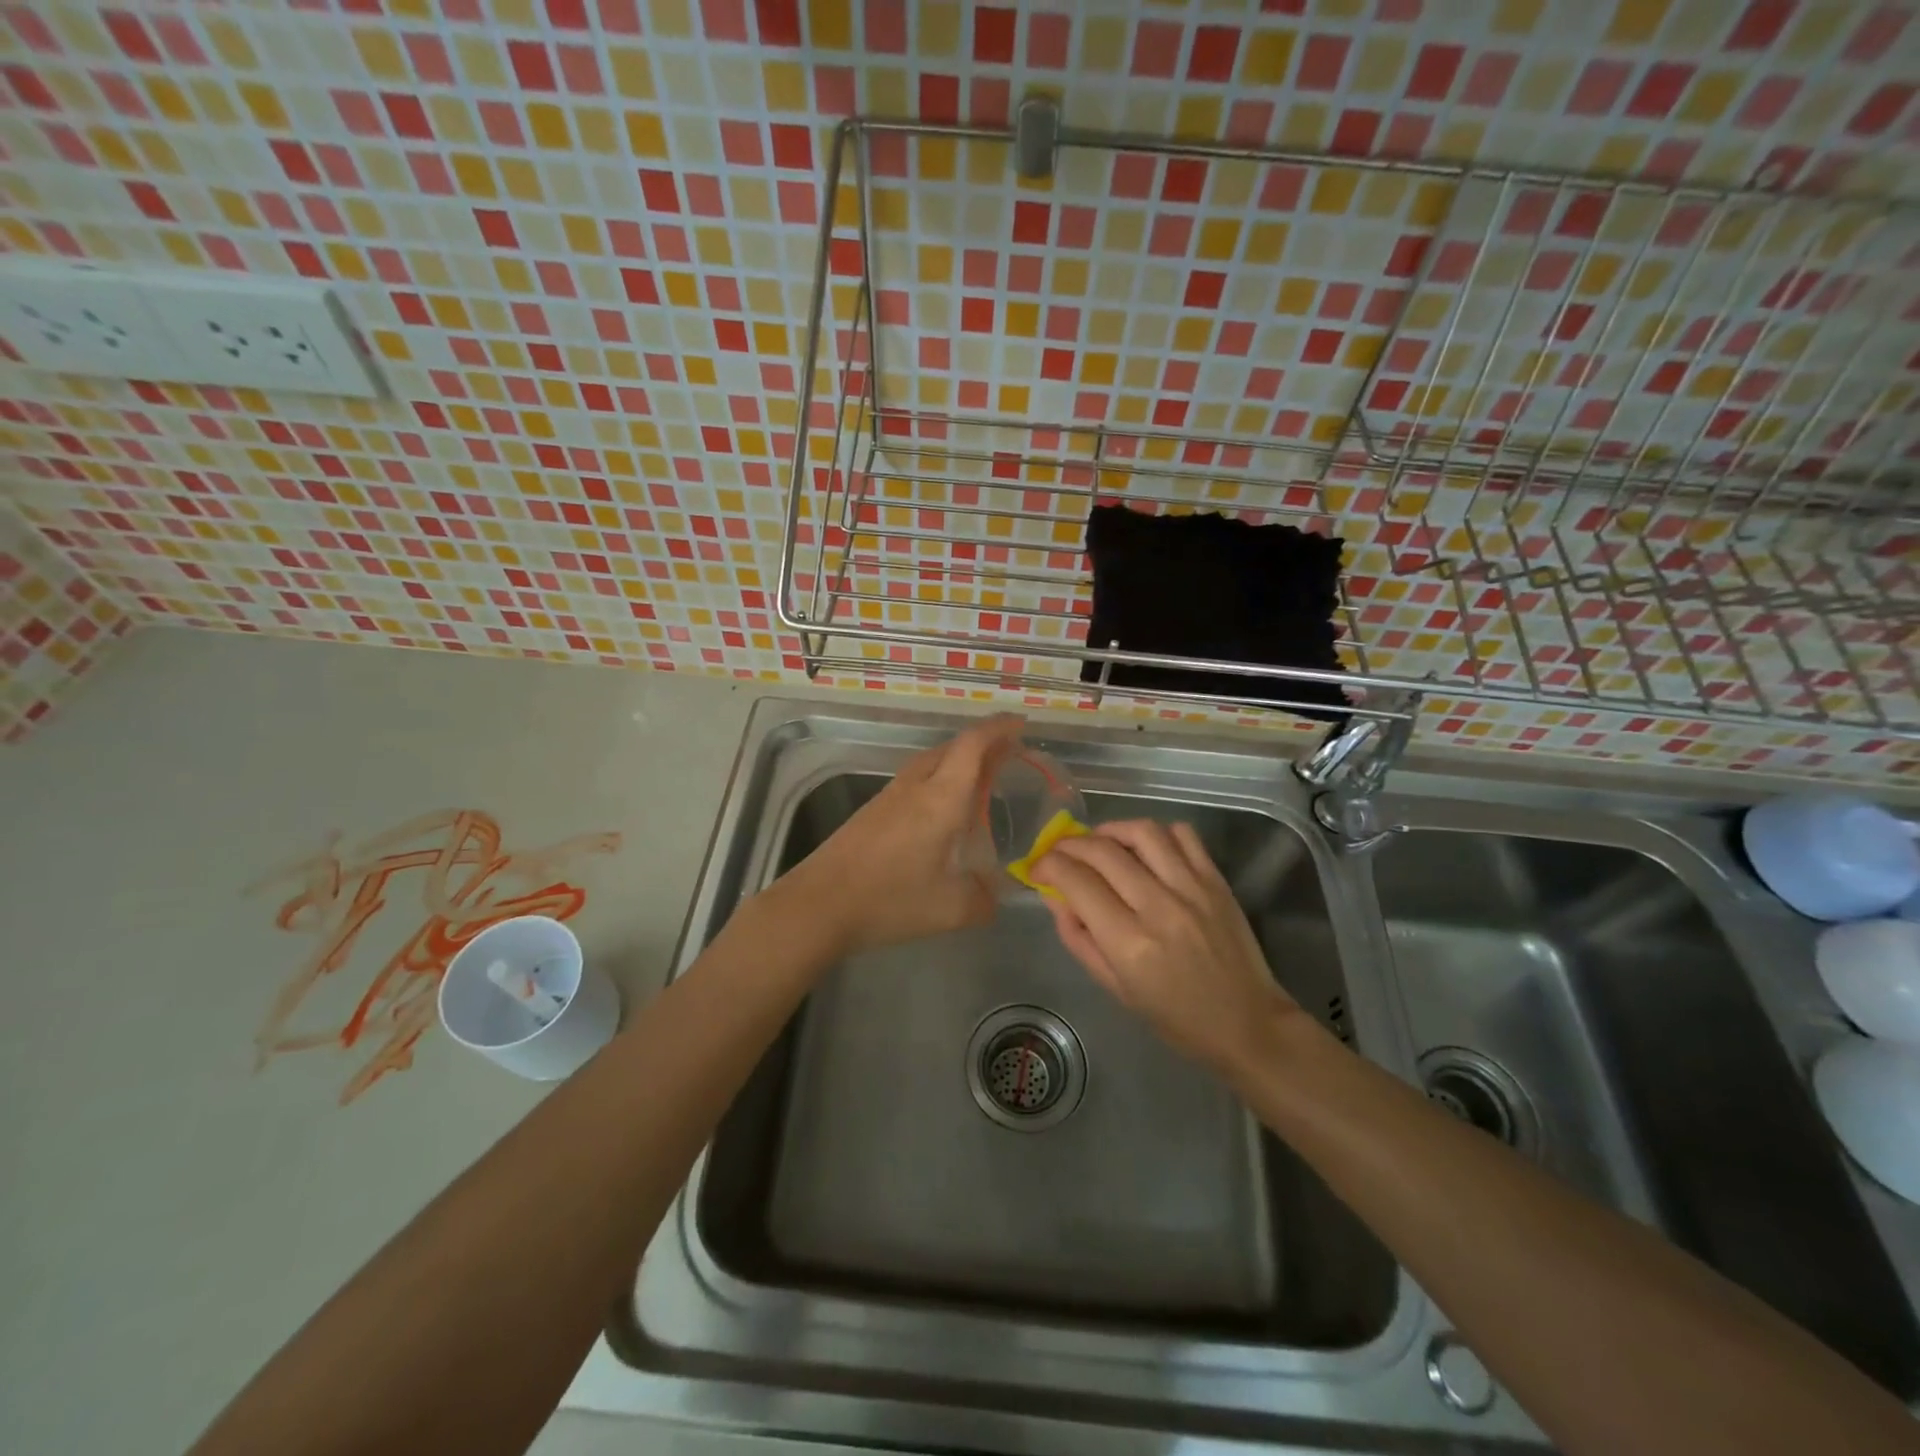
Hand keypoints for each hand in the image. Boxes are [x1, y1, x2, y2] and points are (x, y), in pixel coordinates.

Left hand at [783, 714, 1024, 954]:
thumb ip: (983, 899)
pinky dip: (939, 780)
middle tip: (1010, 754)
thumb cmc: (889, 900)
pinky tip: (942, 809)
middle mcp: (915, 786)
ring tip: (982, 778)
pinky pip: (915, 780)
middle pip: (953, 748)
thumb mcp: (951, 909)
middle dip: (984, 743)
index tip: (1021, 724)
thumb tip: (995, 894)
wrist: (818, 904)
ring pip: (931, 762)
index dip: (999, 728)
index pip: (973, 745)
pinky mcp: (872, 811)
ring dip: (959, 761)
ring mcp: (890, 796)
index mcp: (941, 798)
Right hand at [1035, 819, 1303, 1072]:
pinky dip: (1157, 833)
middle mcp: (1159, 907)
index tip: (1038, 869)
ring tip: (1099, 841)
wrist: (1247, 1023)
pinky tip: (1145, 847)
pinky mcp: (1216, 881)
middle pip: (1102, 851)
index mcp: (1129, 942)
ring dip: (1110, 829)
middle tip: (1059, 852)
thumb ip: (1079, 939)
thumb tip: (1055, 897)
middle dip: (1069, 844)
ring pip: (1142, 832)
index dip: (1048, 866)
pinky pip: (1184, 835)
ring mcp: (1192, 889)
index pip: (1076, 882)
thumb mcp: (1115, 988)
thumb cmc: (1176, 1018)